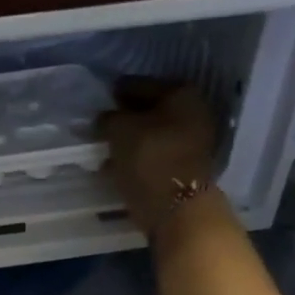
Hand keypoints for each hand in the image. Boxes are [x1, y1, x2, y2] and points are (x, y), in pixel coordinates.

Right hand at [96, 79, 219, 236]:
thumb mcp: (120, 130)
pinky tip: (116, 166)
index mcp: (182, 94)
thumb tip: (104, 119)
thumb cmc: (150, 158)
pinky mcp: (183, 171)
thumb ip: (108, 119)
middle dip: (127, 117)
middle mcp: (194, 114)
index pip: (143, 85)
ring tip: (104, 148)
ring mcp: (192, 144)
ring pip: (152, 136)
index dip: (120, 90)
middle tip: (101, 124)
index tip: (102, 97)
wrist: (176, 208)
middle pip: (151, 111)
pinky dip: (136, 159)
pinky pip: (153, 157)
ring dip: (130, 141)